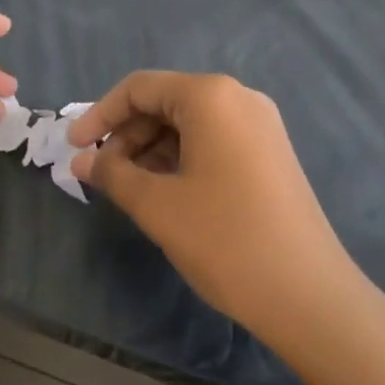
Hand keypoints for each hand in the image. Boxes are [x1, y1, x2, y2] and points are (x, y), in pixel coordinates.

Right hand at [67, 73, 353, 343]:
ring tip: (129, 188)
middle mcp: (238, 98)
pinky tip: (165, 192)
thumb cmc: (225, 240)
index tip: (73, 147)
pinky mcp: (270, 153)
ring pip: (190, 123)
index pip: (140, 87)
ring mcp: (260, 126)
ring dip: (152, 149)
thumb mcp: (158, 206)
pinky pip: (213, 141)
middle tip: (101, 174)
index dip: (100, 115)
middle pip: (166, 102)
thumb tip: (81, 160)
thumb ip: (113, 174)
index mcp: (211, 96)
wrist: (310, 296)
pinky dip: (181, 158)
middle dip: (127, 134)